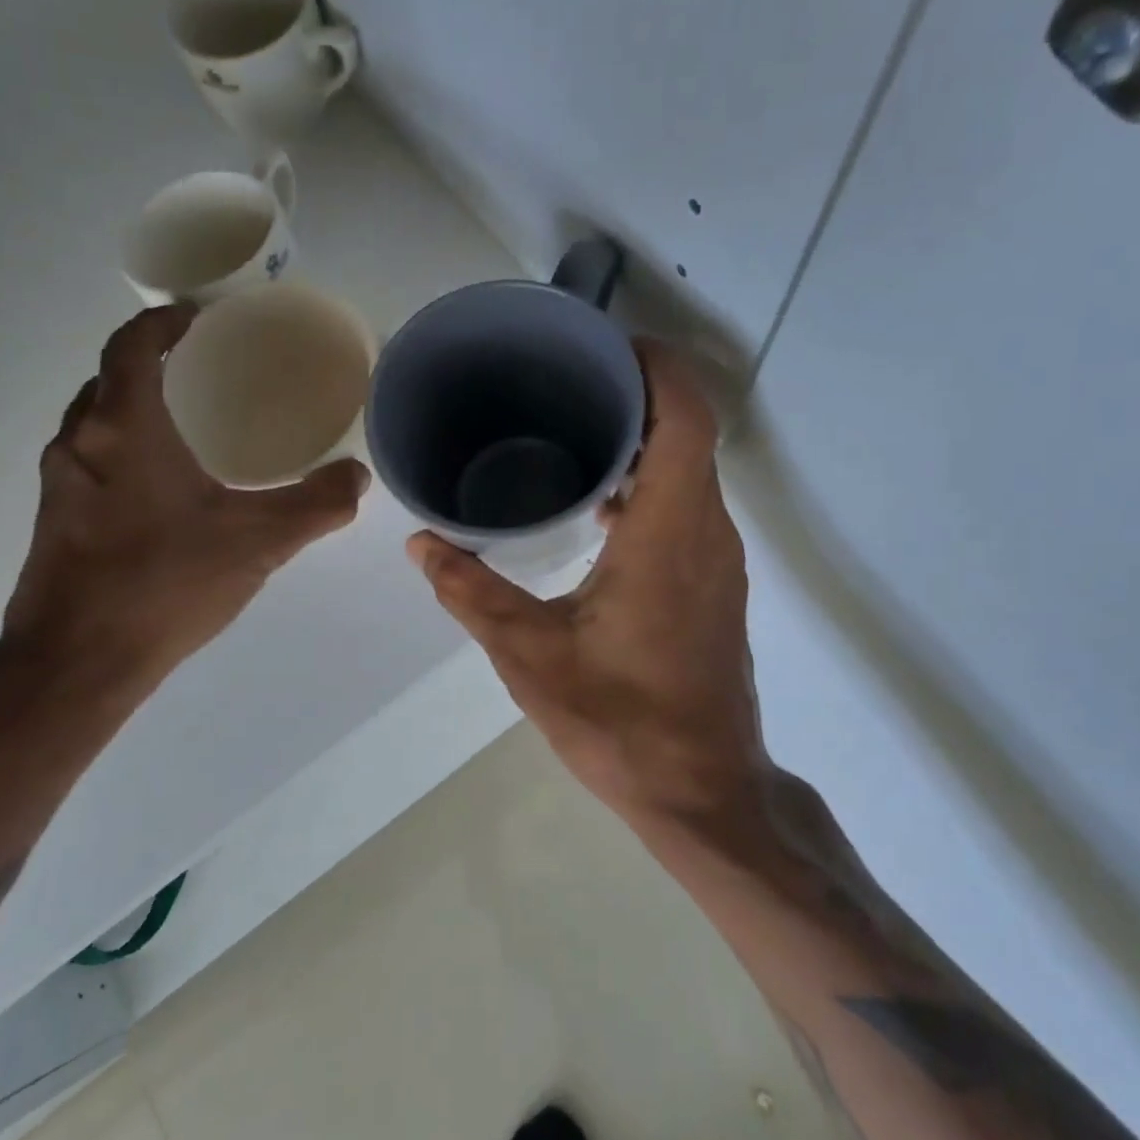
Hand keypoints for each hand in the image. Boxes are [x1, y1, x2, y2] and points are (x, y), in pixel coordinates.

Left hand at [1, 307, 368, 707]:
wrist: (75, 665)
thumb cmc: (164, 585)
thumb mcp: (257, 543)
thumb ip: (316, 505)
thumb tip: (356, 476)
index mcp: (124, 427)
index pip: (133, 345)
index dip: (164, 321)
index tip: (201, 317)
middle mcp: (80, 441)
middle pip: (111, 377)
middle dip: (153, 361)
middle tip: (206, 367)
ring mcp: (60, 481)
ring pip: (97, 420)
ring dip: (135, 405)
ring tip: (190, 420)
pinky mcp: (55, 518)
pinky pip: (91, 457)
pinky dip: (124, 446)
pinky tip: (164, 485)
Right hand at [408, 340, 768, 834]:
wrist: (703, 793)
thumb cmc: (621, 721)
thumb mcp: (530, 655)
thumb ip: (471, 592)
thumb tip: (422, 544)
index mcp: (670, 532)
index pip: (685, 415)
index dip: (654, 365)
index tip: (601, 346)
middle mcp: (707, 532)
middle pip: (688, 430)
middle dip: (636, 391)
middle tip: (564, 380)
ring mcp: (717, 559)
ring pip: (689, 468)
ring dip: (642, 438)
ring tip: (571, 428)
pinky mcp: (713, 584)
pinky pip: (687, 506)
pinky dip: (648, 482)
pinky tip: (595, 505)